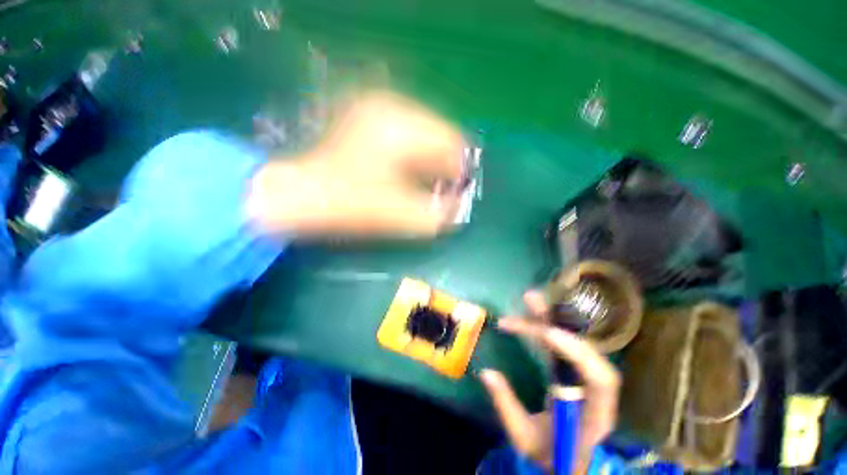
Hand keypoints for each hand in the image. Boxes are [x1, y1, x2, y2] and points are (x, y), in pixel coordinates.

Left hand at [248, 92, 465, 237]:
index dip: (459, 168)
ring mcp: (376, 111)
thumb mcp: (395, 214)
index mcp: (400, 126)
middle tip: (443, 190)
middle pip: (438, 134)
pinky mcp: (366, 121)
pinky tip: (408, 174)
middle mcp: (391, 108)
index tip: (457, 192)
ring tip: (427, 184)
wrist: (294, 193)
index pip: (450, 141)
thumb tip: (457, 213)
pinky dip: (414, 155)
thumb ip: (432, 215)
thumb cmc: (345, 202)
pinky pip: (406, 135)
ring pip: (423, 134)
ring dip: (430, 160)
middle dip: (445, 164)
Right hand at [479, 291, 620, 472]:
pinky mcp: (573, 369)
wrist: (567, 459)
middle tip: (530, 300)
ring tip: (529, 299)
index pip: (600, 380)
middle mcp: (596, 391)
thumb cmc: (548, 453)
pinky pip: (563, 343)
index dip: (578, 353)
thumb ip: (506, 406)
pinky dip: (547, 326)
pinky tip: (532, 315)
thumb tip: (486, 373)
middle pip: (586, 350)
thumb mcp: (523, 437)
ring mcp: (586, 377)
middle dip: (558, 323)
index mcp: (594, 415)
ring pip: (574, 341)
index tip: (546, 333)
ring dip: (551, 318)